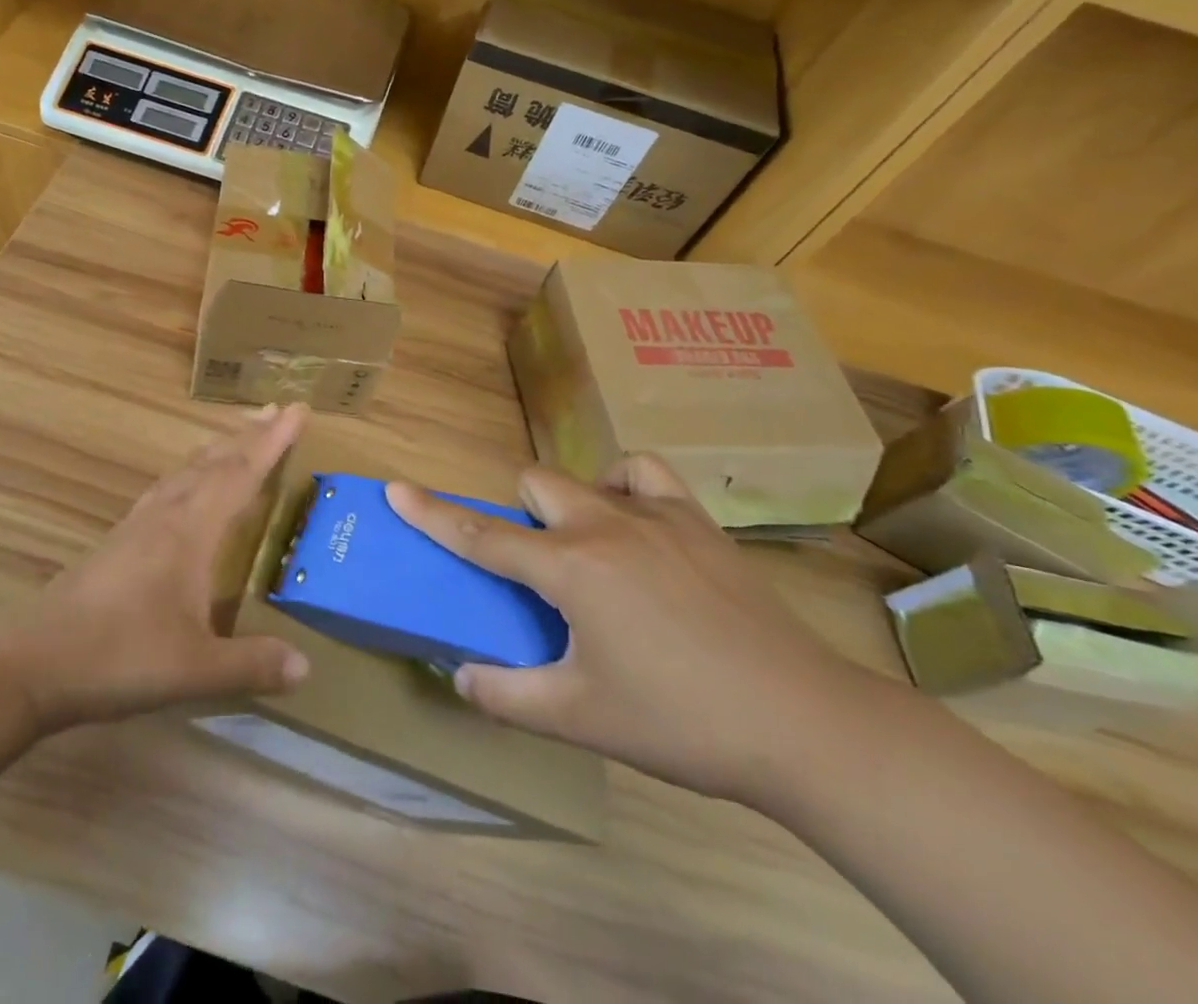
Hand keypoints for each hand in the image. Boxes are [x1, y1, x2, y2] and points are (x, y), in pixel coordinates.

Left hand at [0, 405, 311, 732]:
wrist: (32, 662)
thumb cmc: (118, 657)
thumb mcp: (194, 669)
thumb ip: (251, 665)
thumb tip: (306, 666)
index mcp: (190, 532)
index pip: (241, 474)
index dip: (272, 442)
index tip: (297, 410)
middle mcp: (166, 515)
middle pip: (214, 462)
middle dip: (249, 435)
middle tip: (278, 409)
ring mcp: (138, 524)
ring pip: (186, 471)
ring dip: (218, 448)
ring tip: (238, 435)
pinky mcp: (118, 540)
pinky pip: (166, 488)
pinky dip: (190, 472)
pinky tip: (185, 486)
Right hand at [388, 457, 879, 806]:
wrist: (802, 722)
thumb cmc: (680, 721)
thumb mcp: (581, 718)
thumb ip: (507, 696)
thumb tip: (460, 675)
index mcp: (570, 568)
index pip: (482, 535)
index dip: (432, 514)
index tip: (395, 489)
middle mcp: (604, 525)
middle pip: (535, 485)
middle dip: (519, 515)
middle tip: (536, 570)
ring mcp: (656, 516)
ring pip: (585, 475)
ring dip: (568, 502)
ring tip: (585, 549)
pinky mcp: (698, 521)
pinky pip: (645, 475)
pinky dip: (624, 487)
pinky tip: (633, 523)